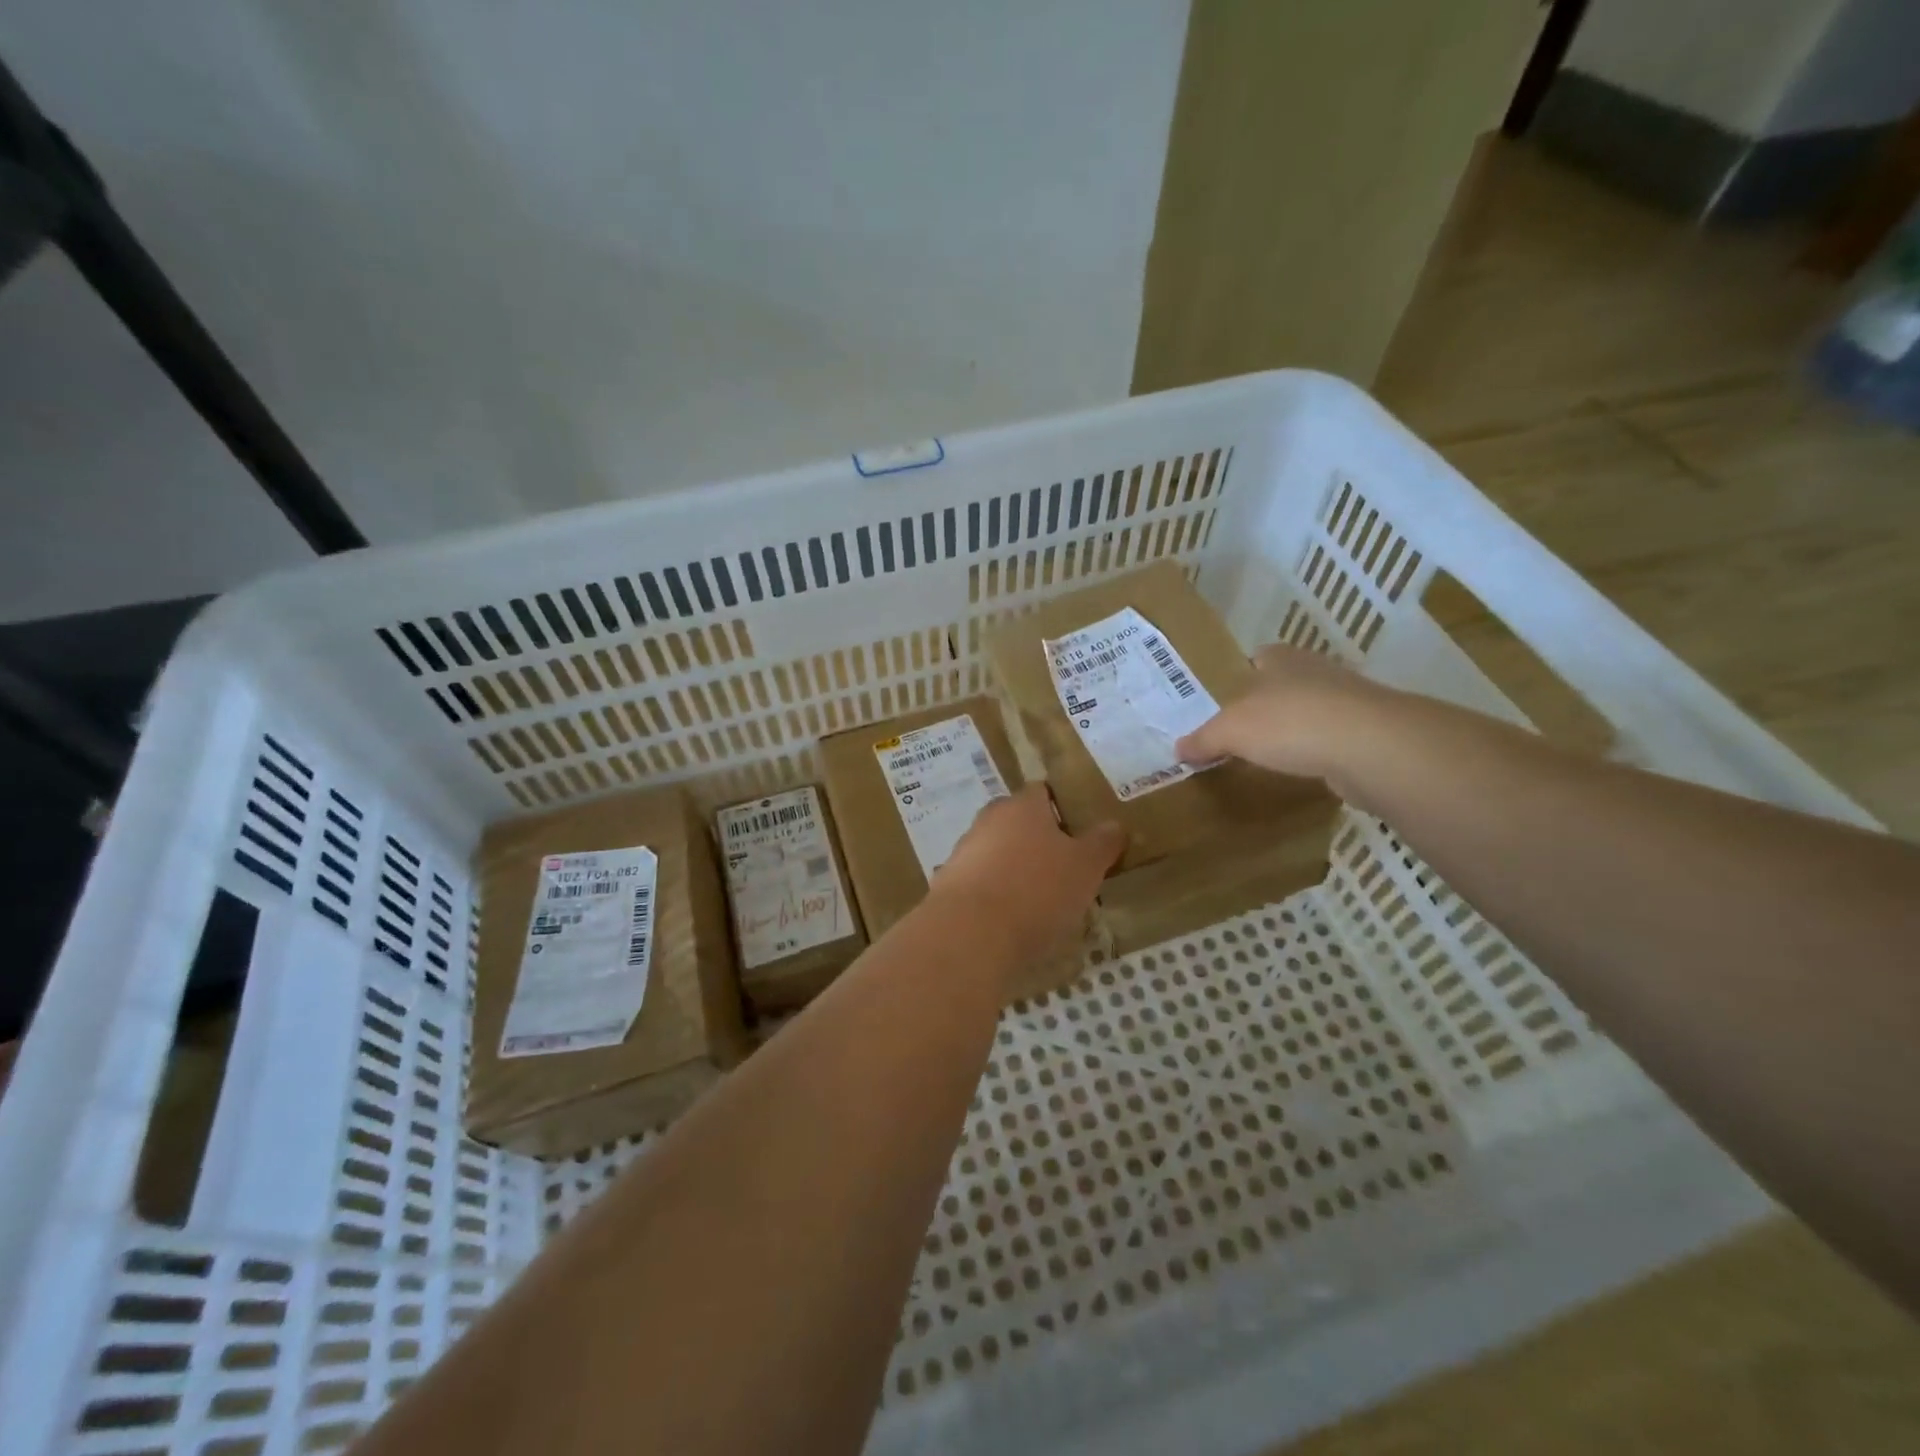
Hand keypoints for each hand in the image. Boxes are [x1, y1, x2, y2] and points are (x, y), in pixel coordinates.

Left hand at [931, 785, 1124, 974]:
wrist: (970, 933)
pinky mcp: (948, 885)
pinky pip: (981, 884)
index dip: (1063, 808)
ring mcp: (964, 852)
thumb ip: (1102, 843)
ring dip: (1016, 870)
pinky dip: (996, 896)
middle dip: (1039, 842)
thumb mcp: (1085, 867)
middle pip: (1018, 823)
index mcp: (1022, 806)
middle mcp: (989, 820)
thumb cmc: (1037, 889)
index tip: (1080, 833)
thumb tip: (1115, 825)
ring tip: (1041, 901)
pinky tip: (1011, 921)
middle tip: (1066, 869)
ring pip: (998, 853)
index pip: (1043, 792)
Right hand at [1175, 645, 1399, 781]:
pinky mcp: (1368, 733)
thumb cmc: (1290, 723)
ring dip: (1295, 730)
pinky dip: (1317, 753)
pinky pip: (1332, 740)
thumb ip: (1203, 739)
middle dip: (1266, 706)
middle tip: (1241, 734)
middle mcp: (1315, 670)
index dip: (1241, 678)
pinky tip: (1302, 771)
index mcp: (1281, 658)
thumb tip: (1178, 749)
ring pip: (1311, 712)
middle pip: (1284, 685)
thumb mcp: (1230, 731)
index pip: (1258, 658)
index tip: (1226, 704)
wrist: (1371, 747)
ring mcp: (1347, 700)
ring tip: (1269, 756)